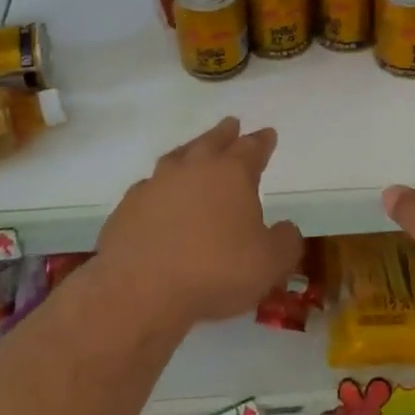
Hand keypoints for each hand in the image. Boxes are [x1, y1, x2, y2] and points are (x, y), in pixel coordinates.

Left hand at [97, 117, 302, 326]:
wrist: (141, 290)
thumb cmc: (216, 272)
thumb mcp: (271, 264)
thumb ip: (285, 242)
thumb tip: (286, 228)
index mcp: (231, 173)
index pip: (252, 148)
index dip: (262, 141)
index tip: (268, 134)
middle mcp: (192, 168)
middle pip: (212, 141)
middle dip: (225, 133)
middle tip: (232, 124)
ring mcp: (155, 184)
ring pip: (177, 157)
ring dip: (190, 152)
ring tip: (194, 152)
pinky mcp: (128, 206)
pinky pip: (149, 188)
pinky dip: (160, 188)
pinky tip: (160, 197)